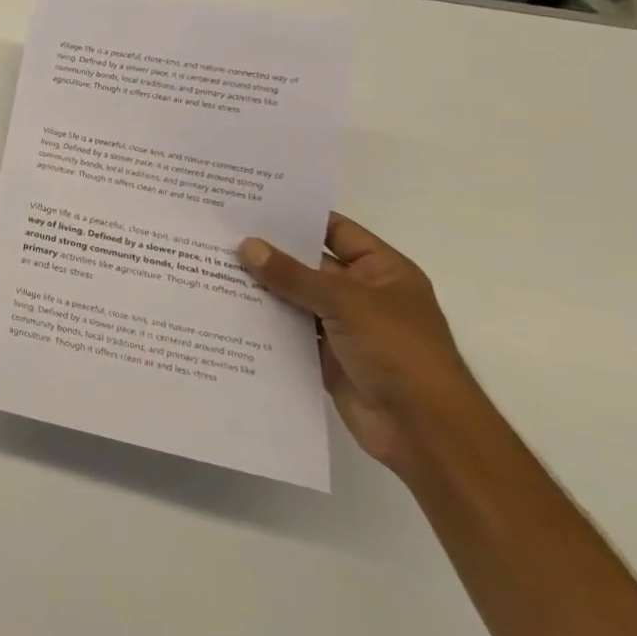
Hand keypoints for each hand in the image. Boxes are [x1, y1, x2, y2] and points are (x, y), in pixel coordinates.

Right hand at [239, 215, 480, 475]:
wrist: (424, 431)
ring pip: (295, 298)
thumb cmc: (399, 352)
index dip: (297, 218)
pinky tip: (227, 308)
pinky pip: (289, 331)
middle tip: (220, 235)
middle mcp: (362, 294)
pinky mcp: (325, 356)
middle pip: (309, 264)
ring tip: (212, 266)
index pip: (334, 230)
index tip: (251, 205)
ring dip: (262, 288)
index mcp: (382, 271)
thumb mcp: (345, 302)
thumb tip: (247, 246)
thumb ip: (293, 275)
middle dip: (269, 253)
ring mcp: (343, 326)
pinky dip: (264, 321)